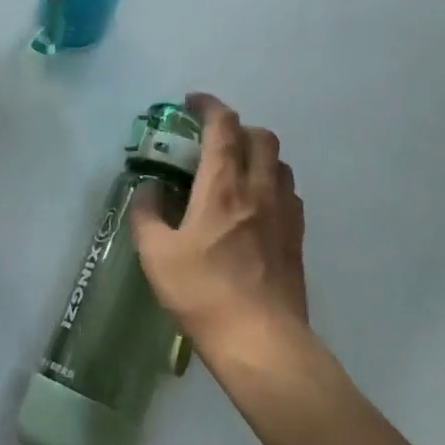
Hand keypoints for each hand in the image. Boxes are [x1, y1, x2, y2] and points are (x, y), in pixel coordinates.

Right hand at [130, 93, 311, 371]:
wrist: (260, 341)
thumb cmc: (202, 293)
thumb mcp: (155, 255)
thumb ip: (147, 214)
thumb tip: (149, 191)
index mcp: (222, 187)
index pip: (223, 127)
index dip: (209, 106)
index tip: (191, 103)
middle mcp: (259, 190)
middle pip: (260, 136)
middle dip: (236, 127)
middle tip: (211, 141)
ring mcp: (284, 213)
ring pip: (279, 162)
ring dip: (256, 154)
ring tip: (232, 171)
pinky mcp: (297, 238)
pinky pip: (288, 192)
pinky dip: (270, 183)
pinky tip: (253, 206)